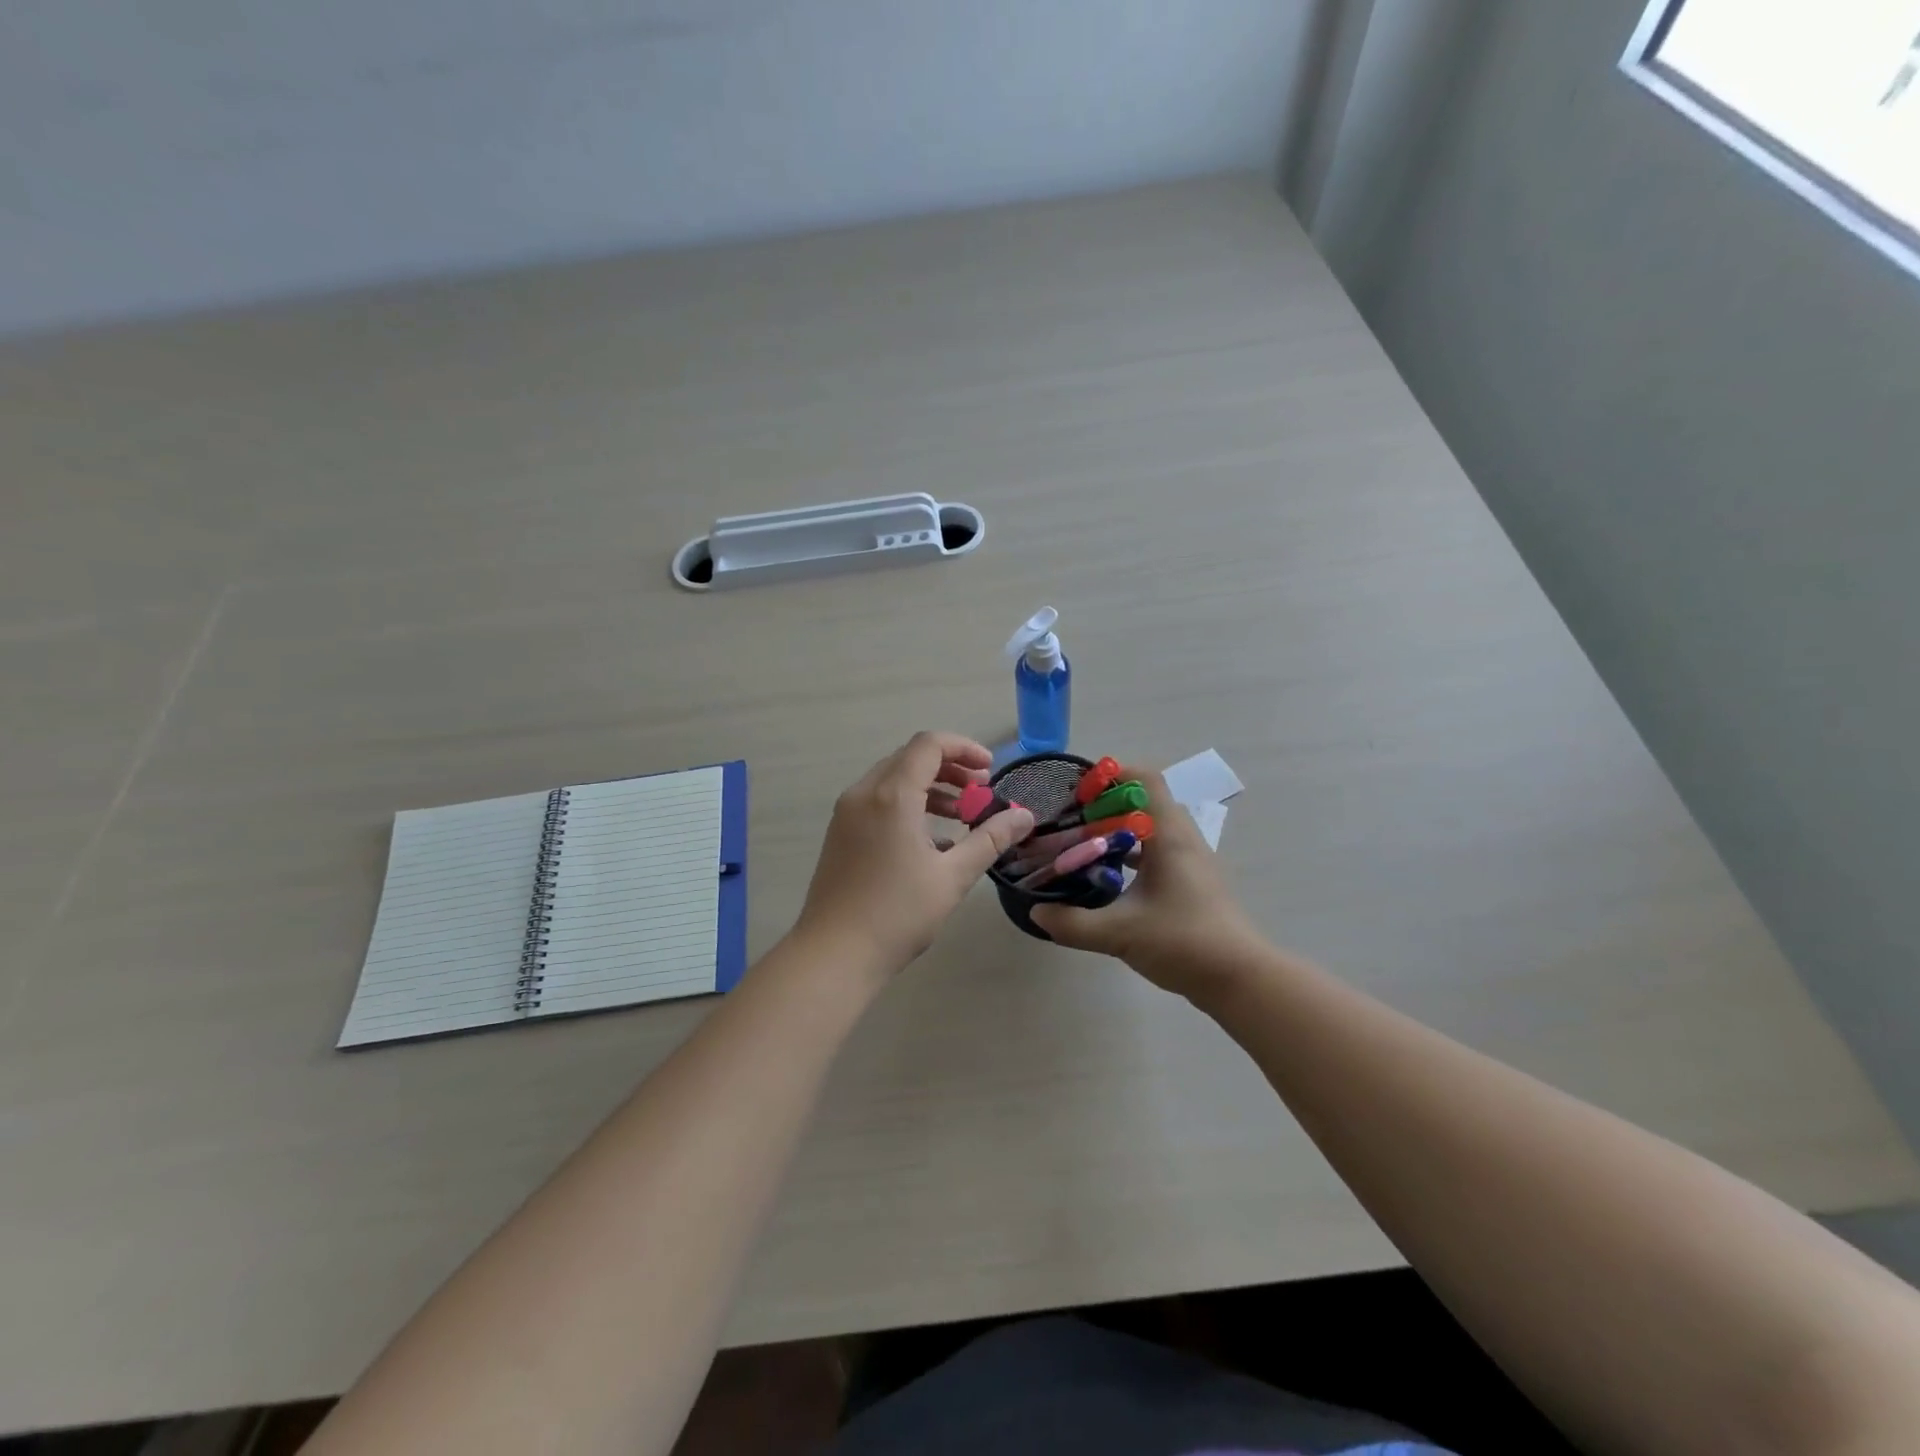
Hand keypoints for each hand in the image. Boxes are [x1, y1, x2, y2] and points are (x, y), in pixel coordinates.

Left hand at [794, 732, 1034, 978]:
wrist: (833, 955)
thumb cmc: (897, 914)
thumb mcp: (953, 877)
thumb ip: (990, 839)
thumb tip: (1024, 816)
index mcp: (891, 795)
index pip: (929, 745)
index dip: (964, 748)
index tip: (990, 769)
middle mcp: (864, 793)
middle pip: (910, 758)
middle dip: (950, 767)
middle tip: (981, 791)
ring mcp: (847, 813)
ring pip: (892, 779)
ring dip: (929, 787)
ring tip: (961, 815)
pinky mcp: (840, 833)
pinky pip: (878, 801)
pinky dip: (908, 804)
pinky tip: (932, 840)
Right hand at [1030, 766, 1262, 996]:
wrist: (1239, 979)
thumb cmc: (1183, 942)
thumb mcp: (1119, 933)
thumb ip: (1072, 922)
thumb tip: (1036, 911)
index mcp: (1169, 835)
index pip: (1144, 779)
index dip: (1111, 775)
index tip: (1078, 792)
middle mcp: (1182, 839)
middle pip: (1144, 801)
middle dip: (1106, 805)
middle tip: (1073, 820)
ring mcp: (1190, 861)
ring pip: (1151, 829)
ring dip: (1119, 831)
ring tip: (1084, 846)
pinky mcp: (1192, 882)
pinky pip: (1158, 852)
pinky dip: (1132, 854)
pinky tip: (1108, 879)